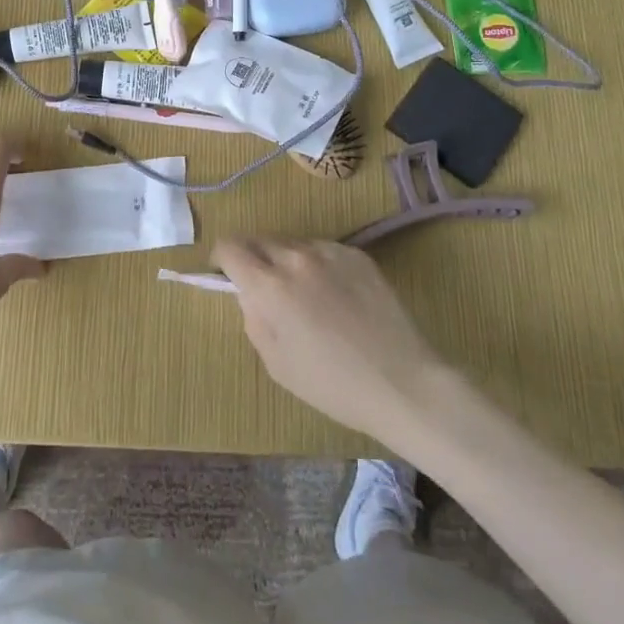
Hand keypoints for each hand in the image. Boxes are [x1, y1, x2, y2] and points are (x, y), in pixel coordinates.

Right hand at [213, 238, 446, 443]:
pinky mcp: (357, 255)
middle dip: (251, 258)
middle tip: (262, 289)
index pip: (229, 247)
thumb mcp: (276, 363)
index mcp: (269, 285)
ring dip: (284, 261)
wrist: (403, 382)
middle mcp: (295, 257)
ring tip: (303, 295)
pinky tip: (333, 295)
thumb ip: (254, 319)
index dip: (220, 259)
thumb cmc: (332, 384)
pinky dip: (315, 265)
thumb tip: (249, 295)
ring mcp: (329, 252)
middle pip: (258, 240)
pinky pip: (322, 250)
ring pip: (291, 244)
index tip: (224, 275)